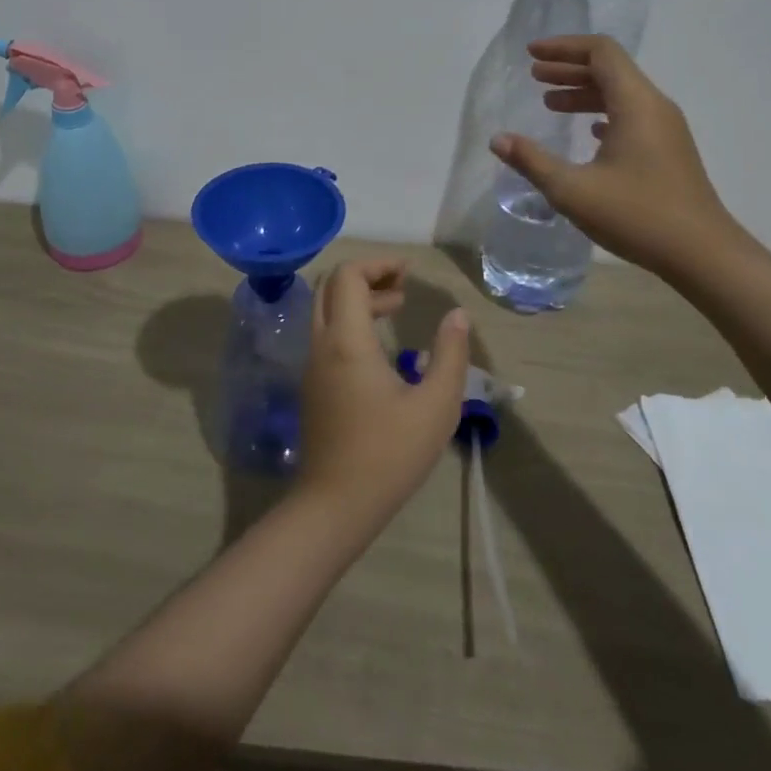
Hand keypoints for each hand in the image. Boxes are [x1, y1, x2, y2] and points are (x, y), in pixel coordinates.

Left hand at [296, 259, 470, 538]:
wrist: (335, 505)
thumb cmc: (388, 454)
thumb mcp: (436, 406)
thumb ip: (450, 354)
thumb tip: (457, 314)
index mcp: (347, 340)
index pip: (348, 277)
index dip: (378, 265)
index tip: (408, 273)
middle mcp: (322, 344)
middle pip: (331, 287)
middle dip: (367, 277)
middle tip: (403, 287)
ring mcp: (312, 366)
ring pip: (326, 310)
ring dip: (358, 299)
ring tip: (397, 307)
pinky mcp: (312, 385)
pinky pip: (326, 334)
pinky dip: (350, 321)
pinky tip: (380, 345)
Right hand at [488, 35, 736, 278]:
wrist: (703, 254)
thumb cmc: (637, 215)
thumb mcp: (573, 190)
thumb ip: (532, 161)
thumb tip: (498, 140)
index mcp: (636, 103)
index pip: (601, 52)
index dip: (564, 47)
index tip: (532, 54)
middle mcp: (654, 106)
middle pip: (611, 69)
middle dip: (569, 68)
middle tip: (534, 75)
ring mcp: (666, 129)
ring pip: (621, 93)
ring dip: (584, 92)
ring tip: (549, 102)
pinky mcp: (668, 150)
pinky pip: (631, 115)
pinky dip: (602, 113)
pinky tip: (587, 132)